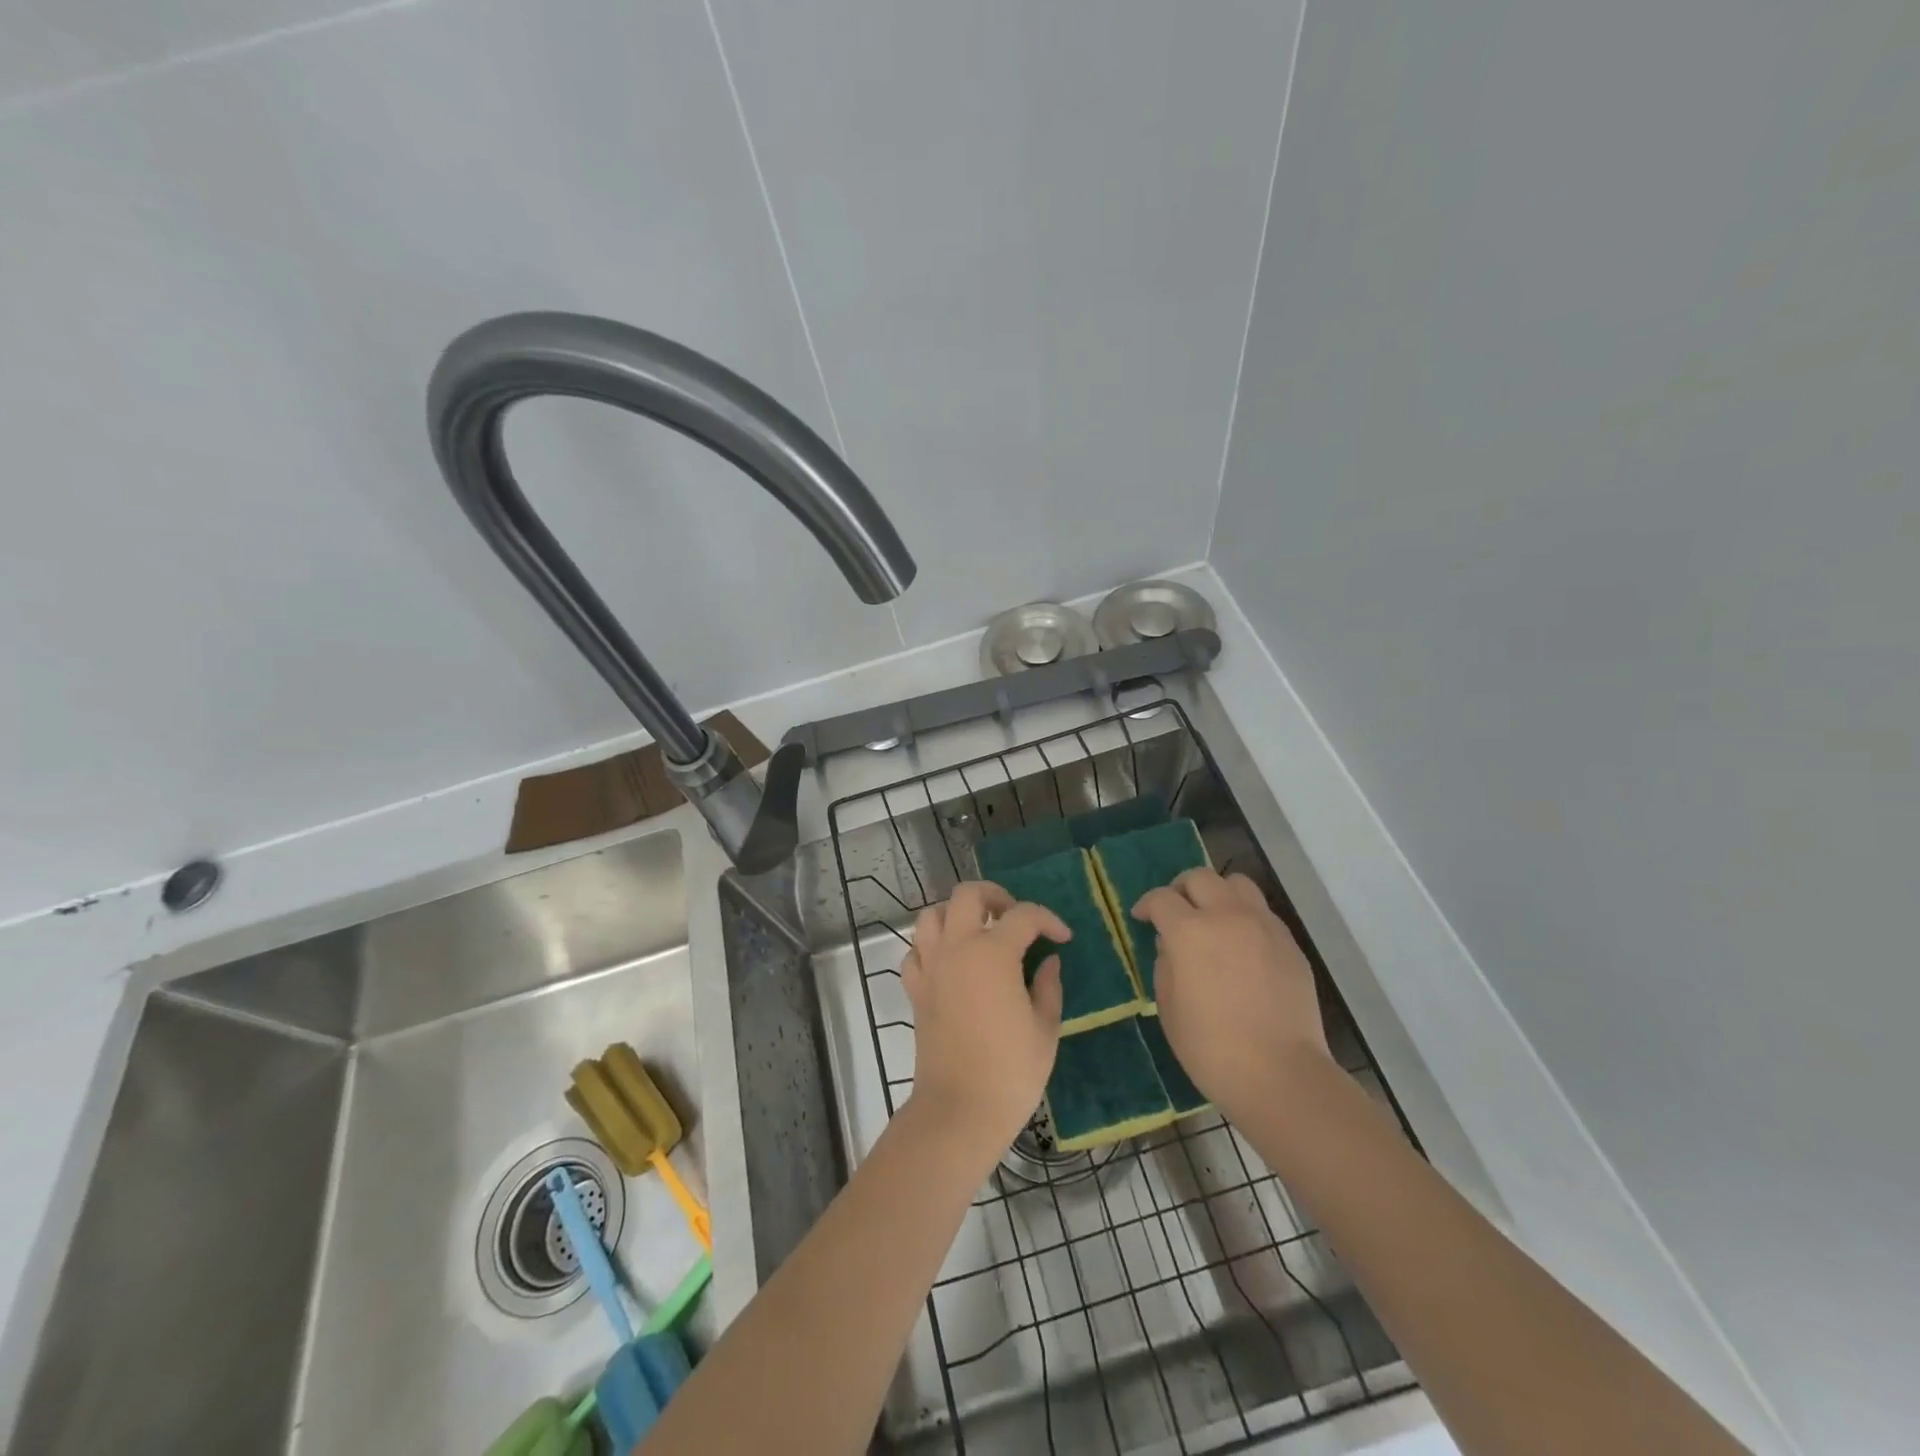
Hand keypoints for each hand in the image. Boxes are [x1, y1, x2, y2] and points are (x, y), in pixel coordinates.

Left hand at [900, 881, 1069, 1155]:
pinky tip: (950, 963)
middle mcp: (957, 948)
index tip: (1063, 937)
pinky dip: (931, 947)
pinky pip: (916, 951)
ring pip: (932, 915)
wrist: (959, 1110)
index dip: (1048, 920)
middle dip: (994, 895)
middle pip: (968, 895)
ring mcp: (931, 967)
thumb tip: (1048, 961)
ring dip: (956, 914)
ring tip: (978, 931)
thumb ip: (1048, 986)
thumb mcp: (1045, 1028)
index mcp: (993, 952)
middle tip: (1014, 917)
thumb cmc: (1010, 1071)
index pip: (1024, 915)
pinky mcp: (916, 990)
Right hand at [1133, 868, 1328, 1123]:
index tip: (1142, 918)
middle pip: (1200, 877)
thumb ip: (1165, 964)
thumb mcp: (1168, 1007)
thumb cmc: (1211, 1047)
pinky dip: (1245, 916)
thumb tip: (1172, 945)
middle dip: (1181, 888)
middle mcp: (1227, 916)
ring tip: (1213, 918)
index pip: (1161, 898)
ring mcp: (1263, 926)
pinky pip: (1262, 912)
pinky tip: (1241, 945)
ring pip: (1237, 883)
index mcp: (1189, 931)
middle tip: (1176, 911)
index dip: (1147, 905)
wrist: (1280, 1074)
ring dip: (1218, 893)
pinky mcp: (1289, 943)